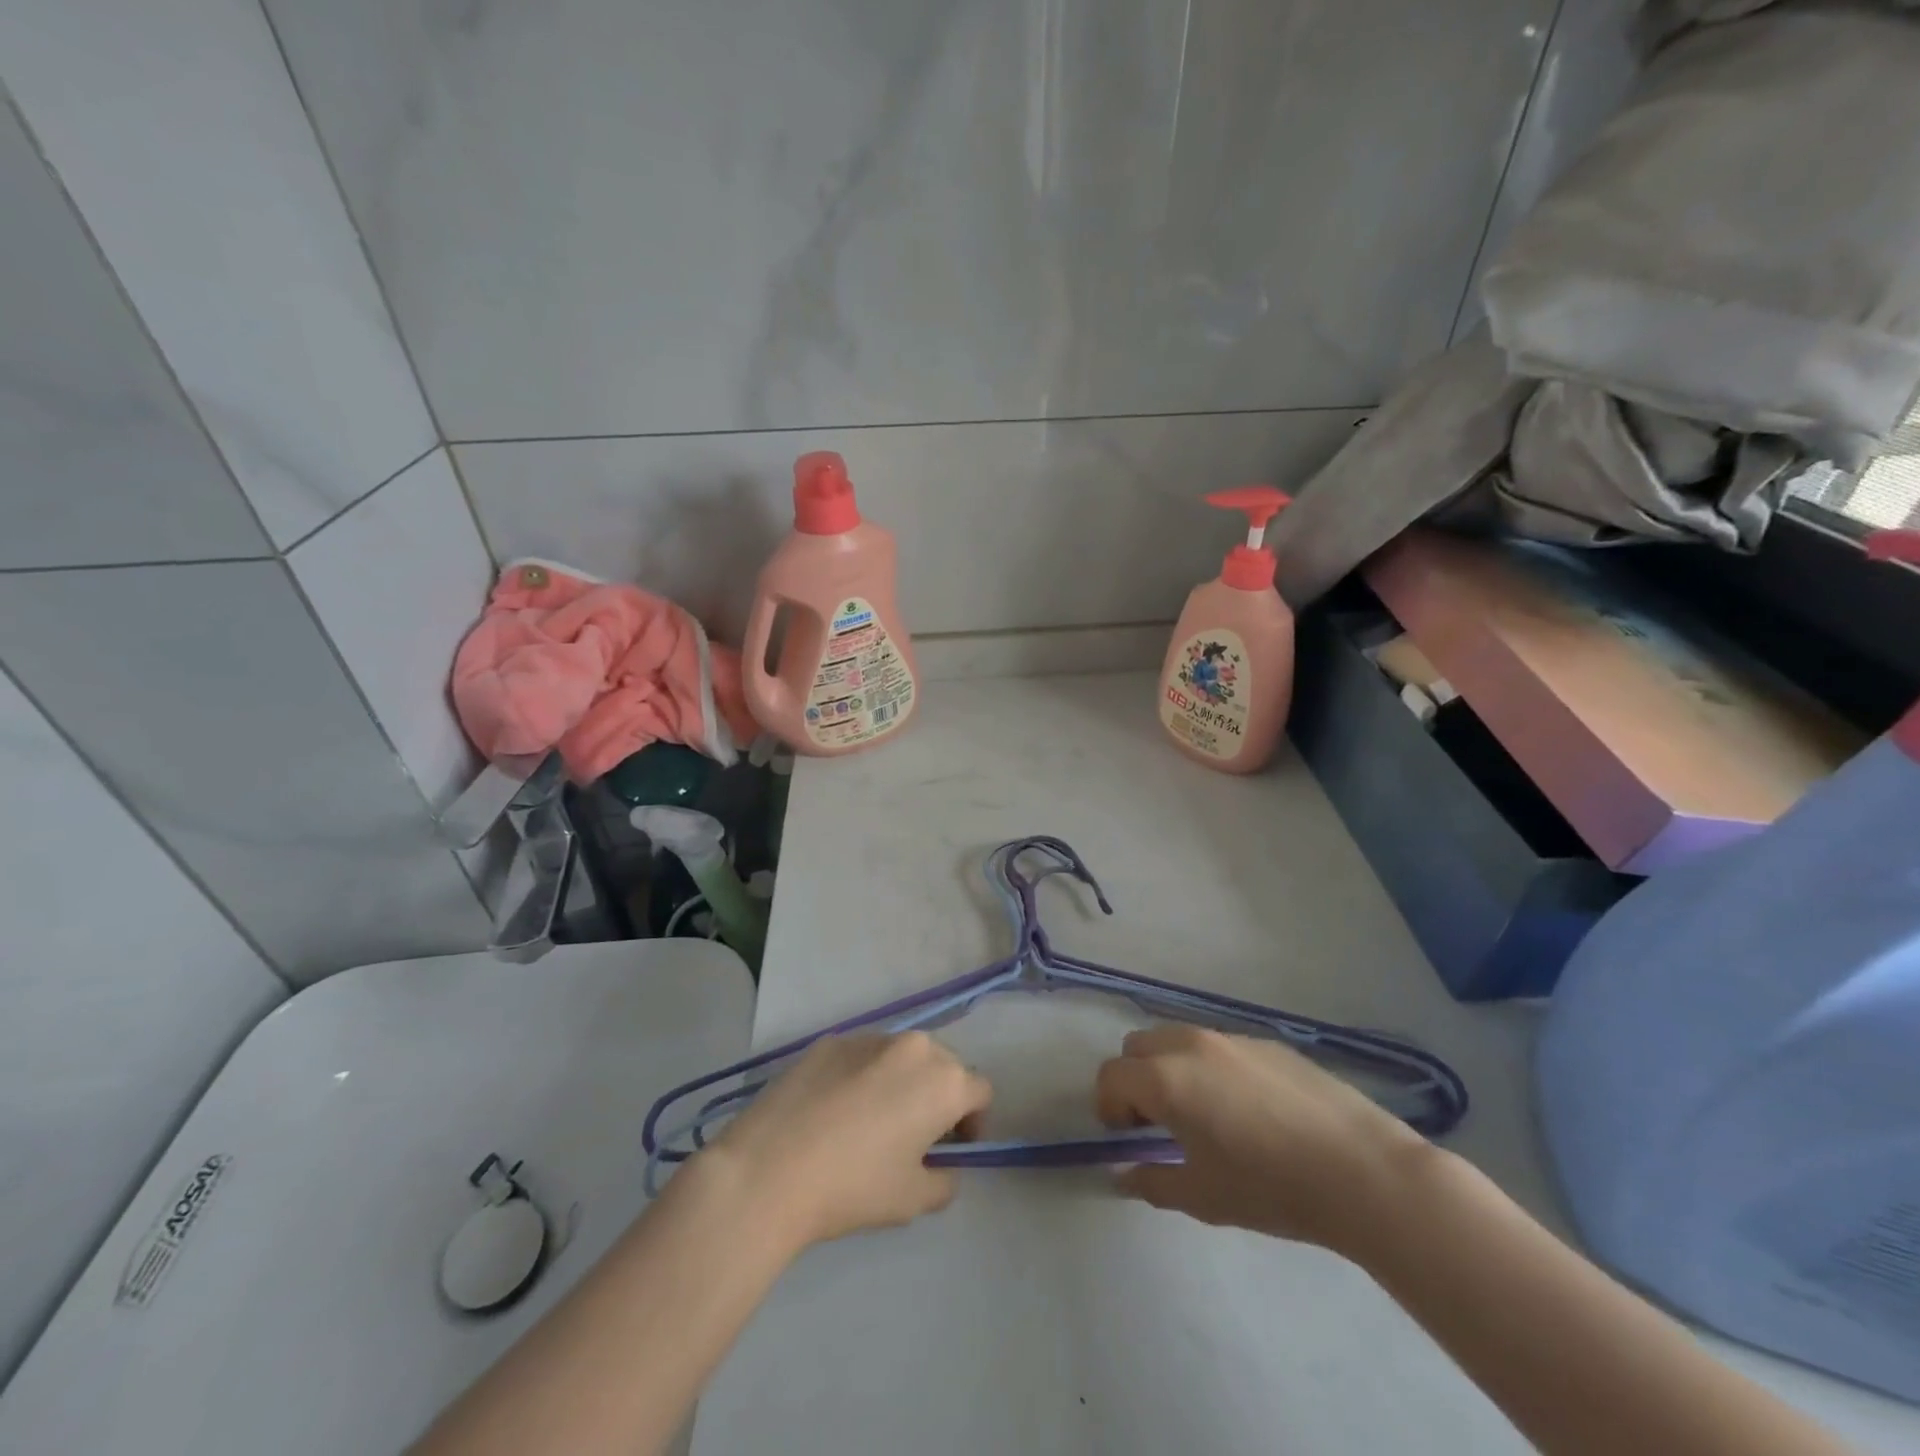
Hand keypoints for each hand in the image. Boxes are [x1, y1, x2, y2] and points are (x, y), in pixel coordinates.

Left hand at [708, 1032, 991, 1250]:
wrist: (769, 1169)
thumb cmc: (853, 1186)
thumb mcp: (913, 1200)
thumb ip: (944, 1180)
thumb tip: (941, 1166)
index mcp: (943, 1079)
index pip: (979, 1091)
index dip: (972, 1122)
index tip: (951, 1149)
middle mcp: (912, 1045)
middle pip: (942, 1065)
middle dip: (938, 1096)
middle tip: (914, 1135)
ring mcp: (868, 1037)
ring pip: (901, 1056)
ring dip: (900, 1081)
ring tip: (870, 1120)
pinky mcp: (829, 1040)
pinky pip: (862, 1055)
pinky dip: (862, 1076)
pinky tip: (833, 1111)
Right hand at [1094, 1025, 1427, 1253]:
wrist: (1362, 1170)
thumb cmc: (1271, 1187)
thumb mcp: (1202, 1196)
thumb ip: (1152, 1181)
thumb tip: (1125, 1173)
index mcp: (1166, 1078)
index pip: (1111, 1076)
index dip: (1109, 1107)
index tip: (1128, 1138)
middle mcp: (1189, 1044)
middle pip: (1138, 1046)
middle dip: (1136, 1080)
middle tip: (1160, 1123)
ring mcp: (1230, 1037)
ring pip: (1177, 1040)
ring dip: (1171, 1068)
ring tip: (1205, 1114)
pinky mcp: (1266, 1041)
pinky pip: (1218, 1046)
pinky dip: (1211, 1067)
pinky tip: (1250, 1110)